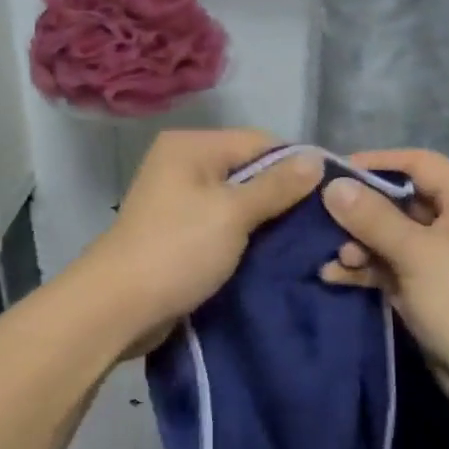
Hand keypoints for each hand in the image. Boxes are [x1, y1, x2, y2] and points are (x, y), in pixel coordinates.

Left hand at [77, 129, 322, 358]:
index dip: (296, 165)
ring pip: (237, 199)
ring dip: (266, 218)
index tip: (330, 195)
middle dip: (282, 194)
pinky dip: (245, 234)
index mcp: (192, 146)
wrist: (117, 307)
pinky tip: (272, 251)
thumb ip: (276, 186)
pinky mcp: (179, 230)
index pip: (260, 142)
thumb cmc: (177, 250)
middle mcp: (183, 163)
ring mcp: (179, 198)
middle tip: (321, 221)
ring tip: (303, 239)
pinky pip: (222, 222)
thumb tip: (317, 159)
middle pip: (248, 169)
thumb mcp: (233, 213)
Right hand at [318, 149, 448, 410]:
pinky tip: (334, 275)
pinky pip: (393, 266)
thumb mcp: (416, 254)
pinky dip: (368, 269)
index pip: (418, 163)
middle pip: (401, 200)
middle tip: (320, 217)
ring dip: (360, 244)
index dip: (375, 163)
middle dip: (361, 211)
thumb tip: (332, 186)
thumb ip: (372, 218)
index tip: (331, 173)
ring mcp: (444, 256)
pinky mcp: (430, 287)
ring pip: (392, 236)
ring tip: (333, 257)